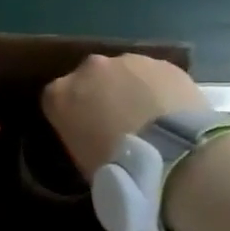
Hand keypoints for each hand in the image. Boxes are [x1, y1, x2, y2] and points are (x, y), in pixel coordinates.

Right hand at [42, 53, 207, 178]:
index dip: (71, 115)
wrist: (174, 157)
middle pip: (90, 78)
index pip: (55, 98)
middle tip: (118, 124)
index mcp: (60, 95)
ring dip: (131, 89)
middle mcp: (89, 68)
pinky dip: (158, 89)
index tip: (84, 131)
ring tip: (150, 119)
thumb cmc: (118, 169)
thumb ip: (81, 137)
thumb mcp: (82, 160)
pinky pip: (155, 76)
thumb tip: (94, 137)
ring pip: (124, 73)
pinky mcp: (163, 63)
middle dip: (100, 95)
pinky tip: (171, 113)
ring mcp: (128, 61)